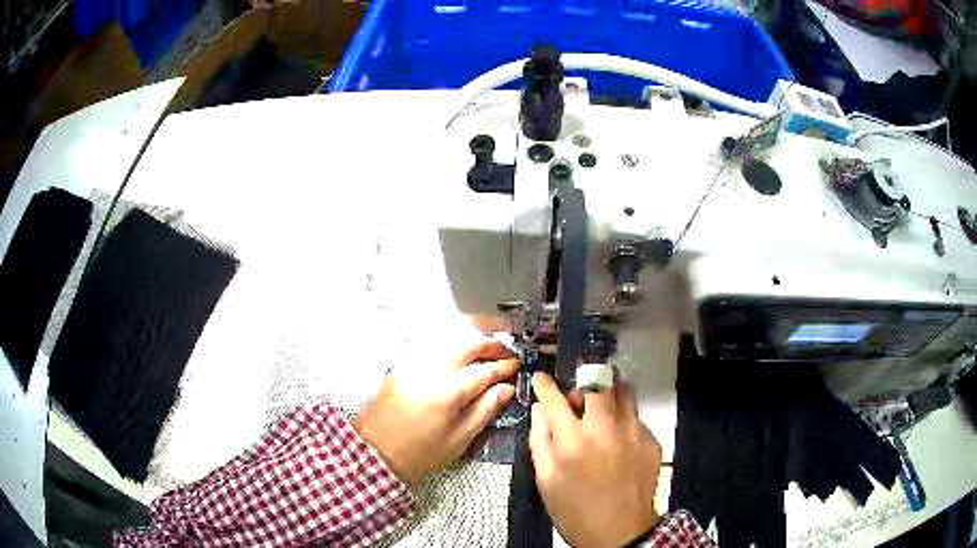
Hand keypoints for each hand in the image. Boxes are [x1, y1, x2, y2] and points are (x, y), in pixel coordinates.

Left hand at [354, 339, 518, 482]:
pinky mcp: (403, 366)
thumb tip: (506, 389)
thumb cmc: (420, 452)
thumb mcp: (458, 439)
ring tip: (486, 353)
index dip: (503, 367)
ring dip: (471, 342)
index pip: (483, 371)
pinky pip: (432, 347)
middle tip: (505, 353)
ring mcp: (413, 365)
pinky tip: (460, 359)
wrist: (375, 450)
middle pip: (465, 344)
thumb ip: (485, 410)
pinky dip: (451, 347)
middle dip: (490, 344)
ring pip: (448, 340)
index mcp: (445, 392)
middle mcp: (429, 370)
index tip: (517, 366)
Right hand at [529, 372, 662, 547]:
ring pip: (624, 392)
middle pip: (598, 382)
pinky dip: (625, 421)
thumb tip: (540, 411)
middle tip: (580, 398)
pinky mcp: (651, 441)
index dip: (545, 385)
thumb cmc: (575, 511)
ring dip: (610, 396)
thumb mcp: (547, 482)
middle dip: (585, 382)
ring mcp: (633, 432)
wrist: (620, 533)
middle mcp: (605, 429)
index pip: (555, 398)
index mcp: (572, 441)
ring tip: (603, 413)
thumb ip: (540, 442)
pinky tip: (620, 443)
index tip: (542, 380)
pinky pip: (637, 417)